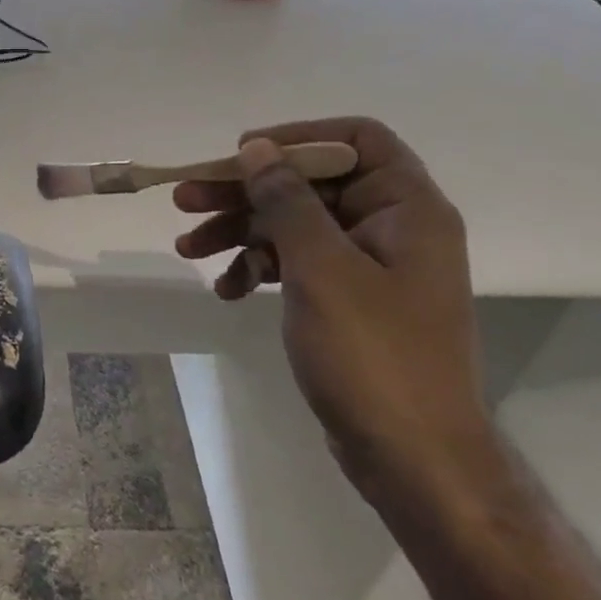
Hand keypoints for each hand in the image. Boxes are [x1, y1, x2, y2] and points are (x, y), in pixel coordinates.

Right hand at [172, 118, 495, 506]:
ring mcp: (369, 266)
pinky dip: (259, 269)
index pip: (357, 139)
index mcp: (406, 208)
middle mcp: (392, 227)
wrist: (415, 463)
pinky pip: (297, 264)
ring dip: (241, 232)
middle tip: (185, 200)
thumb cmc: (374, 355)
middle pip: (310, 184)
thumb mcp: (321, 268)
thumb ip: (287, 200)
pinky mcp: (349, 300)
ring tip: (187, 248)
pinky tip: (225, 289)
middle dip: (246, 192)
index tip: (245, 154)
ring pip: (295, 225)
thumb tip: (257, 148)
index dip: (298, 137)